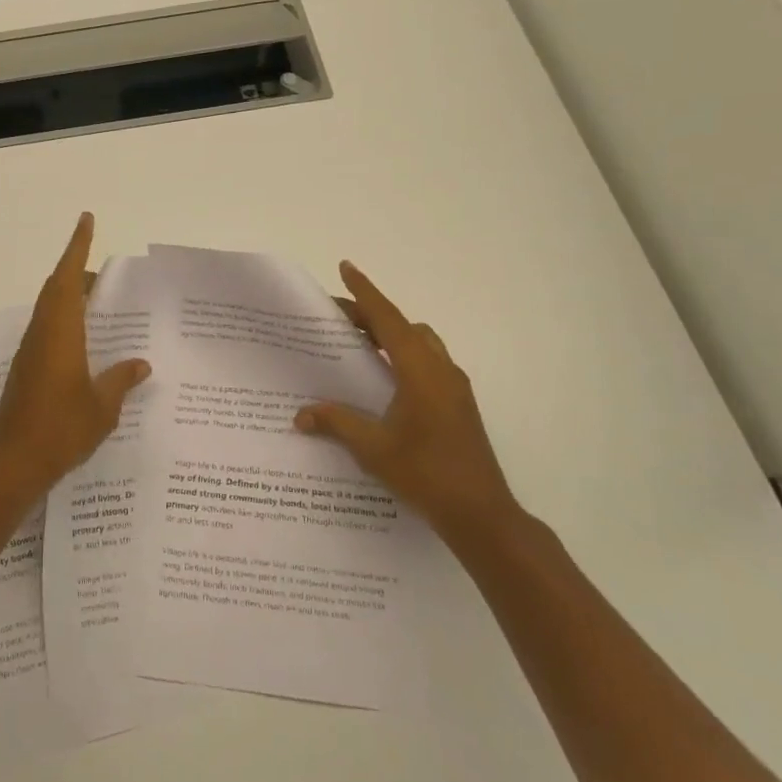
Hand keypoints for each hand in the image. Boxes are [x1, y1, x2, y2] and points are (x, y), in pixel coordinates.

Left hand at [0, 213, 151, 493]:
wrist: (13, 463)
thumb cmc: (60, 429)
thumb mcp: (102, 406)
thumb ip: (121, 380)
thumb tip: (141, 364)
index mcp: (60, 332)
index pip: (67, 277)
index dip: (77, 246)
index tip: (86, 219)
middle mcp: (42, 333)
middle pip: (56, 289)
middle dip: (77, 271)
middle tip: (106, 273)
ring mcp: (30, 352)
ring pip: (50, 309)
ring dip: (70, 297)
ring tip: (100, 302)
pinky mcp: (26, 370)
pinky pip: (48, 330)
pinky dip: (66, 321)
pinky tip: (86, 342)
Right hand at [296, 261, 523, 548]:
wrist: (481, 514)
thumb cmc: (426, 473)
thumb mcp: (373, 448)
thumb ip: (336, 423)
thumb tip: (300, 415)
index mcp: (420, 370)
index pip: (387, 319)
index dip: (365, 292)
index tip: (345, 267)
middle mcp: (440, 369)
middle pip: (403, 327)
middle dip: (372, 316)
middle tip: (338, 319)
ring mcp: (454, 387)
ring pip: (420, 344)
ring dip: (391, 336)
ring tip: (359, 346)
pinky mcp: (459, 404)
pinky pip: (427, 363)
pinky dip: (404, 356)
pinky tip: (384, 381)